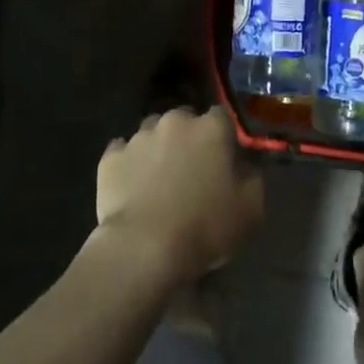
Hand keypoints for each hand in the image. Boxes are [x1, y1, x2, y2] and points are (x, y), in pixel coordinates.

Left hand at [95, 107, 262, 286]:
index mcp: (211, 128)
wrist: (145, 248)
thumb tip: (245, 165)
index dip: (222, 136)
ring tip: (158, 179)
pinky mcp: (110, 157)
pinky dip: (128, 164)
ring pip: (151, 133)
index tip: (223, 158)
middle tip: (190, 169)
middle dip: (188, 137)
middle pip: (184, 119)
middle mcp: (174, 122)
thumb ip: (252, 177)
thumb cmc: (205, 227)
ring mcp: (139, 137)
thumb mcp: (251, 209)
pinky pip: (122, 153)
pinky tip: (132, 187)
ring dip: (158, 148)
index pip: (221, 116)